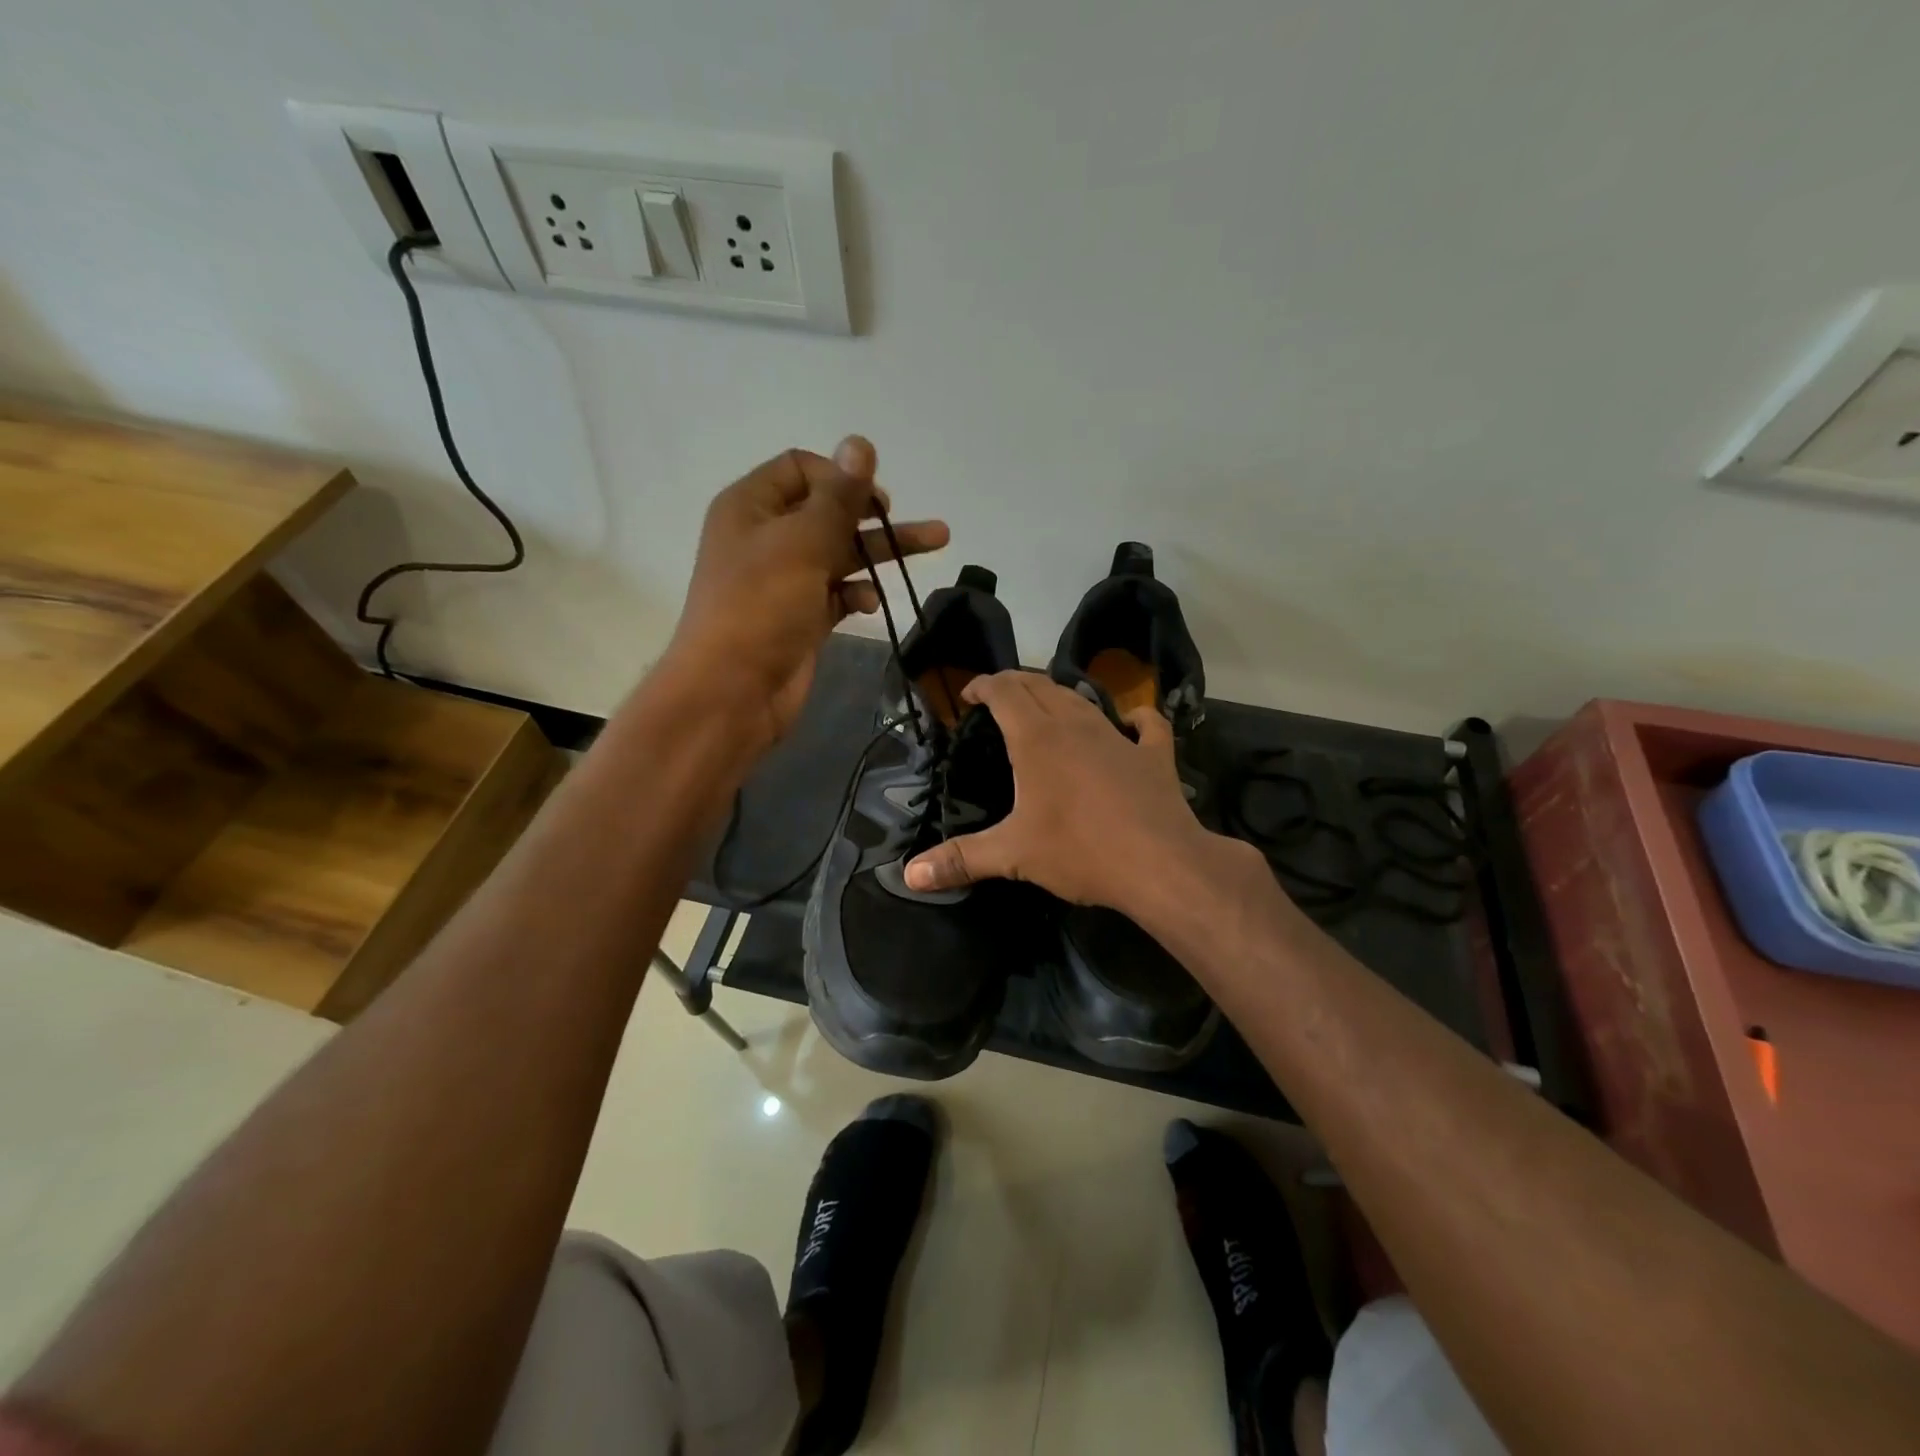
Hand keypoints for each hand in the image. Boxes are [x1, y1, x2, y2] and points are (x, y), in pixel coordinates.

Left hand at [661, 437, 947, 749]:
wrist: (732, 692)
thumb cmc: (761, 606)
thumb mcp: (802, 543)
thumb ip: (838, 497)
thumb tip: (860, 443)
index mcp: (752, 506)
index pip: (802, 469)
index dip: (841, 477)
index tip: (875, 500)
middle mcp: (767, 537)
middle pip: (829, 511)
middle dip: (874, 514)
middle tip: (914, 518)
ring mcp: (785, 580)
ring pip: (841, 553)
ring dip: (881, 551)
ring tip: (937, 542)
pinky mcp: (801, 616)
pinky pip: (837, 592)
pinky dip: (857, 593)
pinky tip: (871, 602)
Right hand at [904, 672, 1223, 913]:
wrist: (1161, 864)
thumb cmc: (1080, 851)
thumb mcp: (1013, 855)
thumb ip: (960, 859)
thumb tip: (909, 874)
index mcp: (1037, 738)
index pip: (1004, 691)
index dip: (984, 685)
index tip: (969, 693)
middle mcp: (1076, 725)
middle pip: (1041, 686)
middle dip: (1016, 684)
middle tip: (999, 699)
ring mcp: (1119, 737)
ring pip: (1084, 700)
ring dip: (1061, 697)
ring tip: (1046, 707)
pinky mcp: (1155, 756)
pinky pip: (1146, 725)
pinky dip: (1135, 719)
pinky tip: (1131, 723)